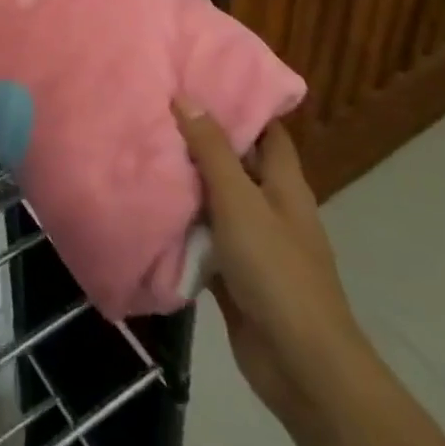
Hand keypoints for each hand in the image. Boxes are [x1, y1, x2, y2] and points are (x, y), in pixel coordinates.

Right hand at [172, 104, 375, 425]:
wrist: (300, 365)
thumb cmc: (276, 270)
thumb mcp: (239, 201)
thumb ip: (212, 151)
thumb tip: (186, 97)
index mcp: (284, 185)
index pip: (267, 131)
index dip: (240, 105)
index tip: (200, 80)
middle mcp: (271, 208)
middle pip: (237, 164)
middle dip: (202, 141)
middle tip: (157, 111)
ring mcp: (254, 244)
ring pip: (216, 203)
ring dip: (187, 185)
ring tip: (144, 150)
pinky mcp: (235, 276)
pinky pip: (204, 241)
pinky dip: (182, 228)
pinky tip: (148, 208)